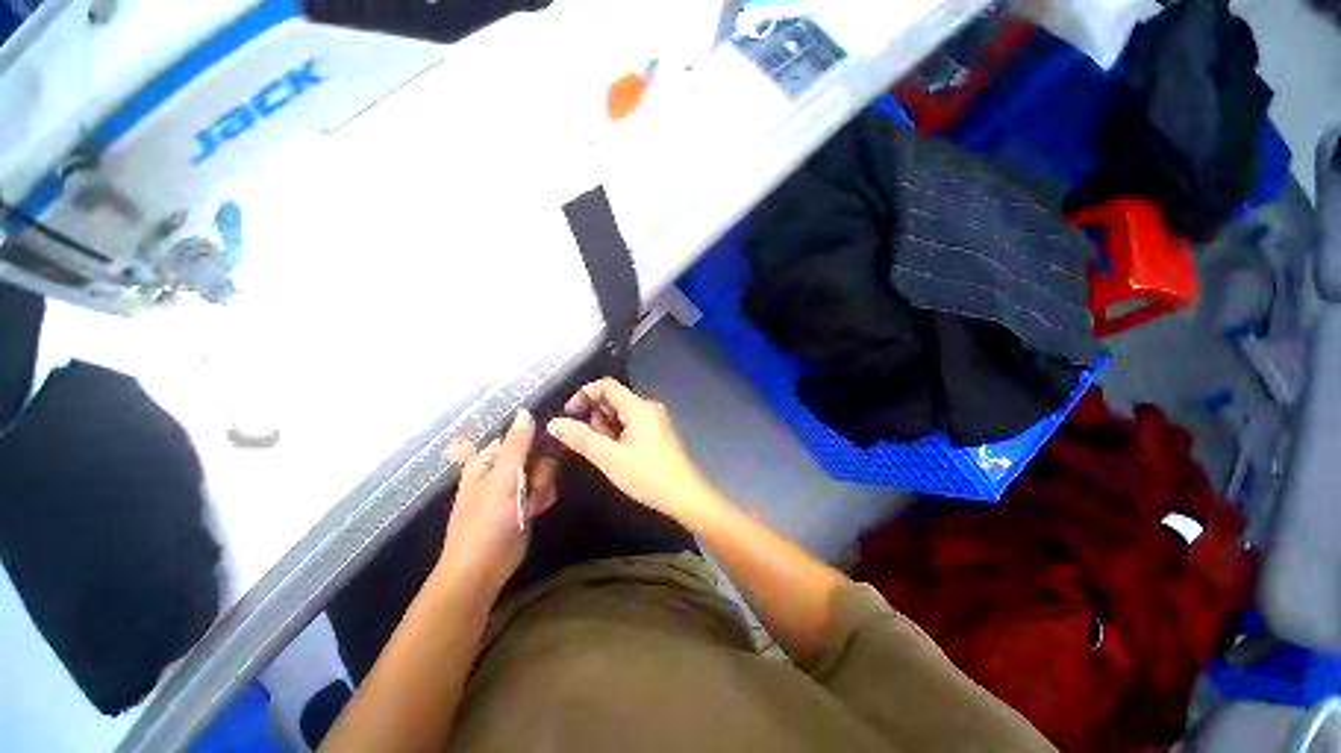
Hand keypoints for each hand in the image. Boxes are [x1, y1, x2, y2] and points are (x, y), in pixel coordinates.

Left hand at [437, 409, 557, 593]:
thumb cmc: (486, 522)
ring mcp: (515, 486)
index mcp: (488, 459)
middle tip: (531, 486)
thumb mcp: (502, 479)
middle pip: (536, 453)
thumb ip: (517, 445)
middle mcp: (502, 469)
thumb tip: (524, 410)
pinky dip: (543, 498)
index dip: (536, 437)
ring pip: (544, 471)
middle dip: (540, 470)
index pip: (519, 435)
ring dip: (543, 486)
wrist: (483, 570)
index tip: (553, 441)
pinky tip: (536, 510)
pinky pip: (545, 488)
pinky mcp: (526, 502)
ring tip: (531, 504)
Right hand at [546, 378, 719, 525]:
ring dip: (607, 428)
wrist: (685, 496)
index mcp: (639, 407)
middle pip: (613, 399)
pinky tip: (619, 455)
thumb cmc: (647, 476)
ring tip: (608, 454)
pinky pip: (631, 423)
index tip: (569, 415)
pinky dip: (619, 434)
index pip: (606, 385)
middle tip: (593, 444)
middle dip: (596, 417)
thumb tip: (553, 423)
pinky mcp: (658, 431)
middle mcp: (648, 407)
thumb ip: (581, 438)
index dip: (584, 394)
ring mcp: (655, 419)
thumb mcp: (609, 458)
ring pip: (621, 413)